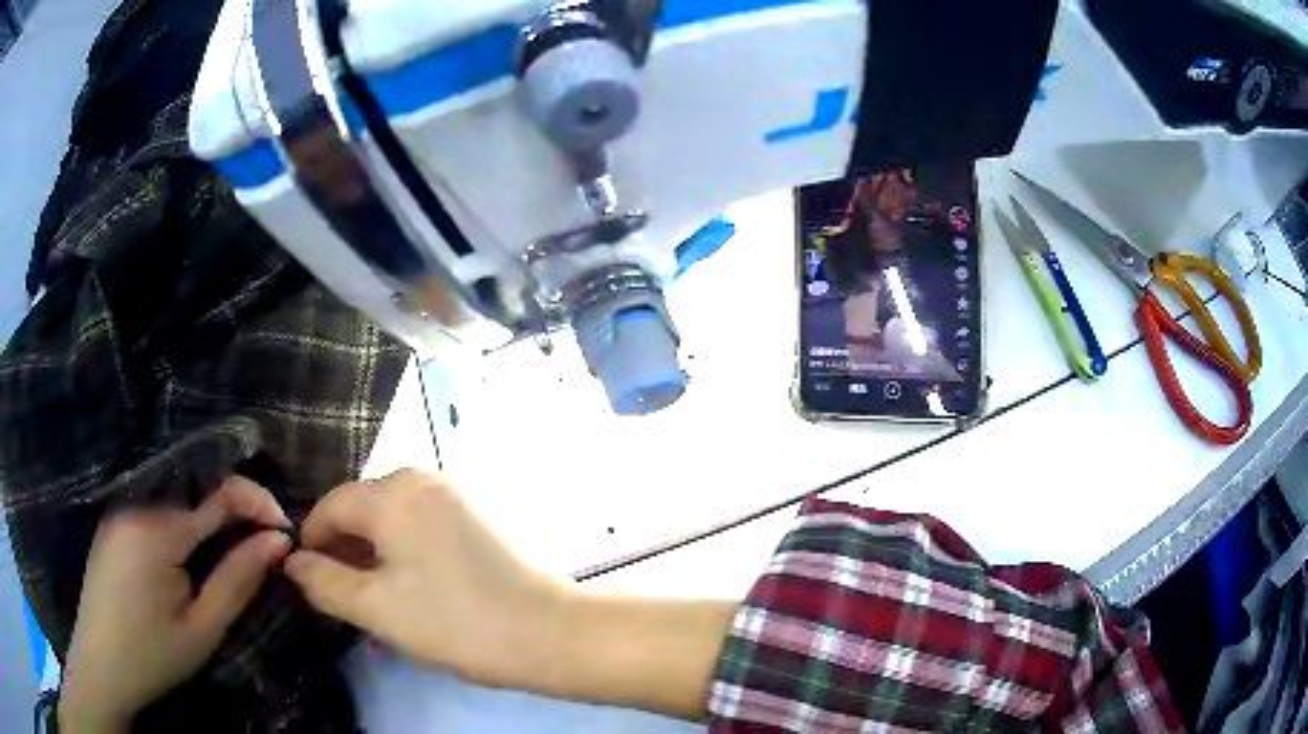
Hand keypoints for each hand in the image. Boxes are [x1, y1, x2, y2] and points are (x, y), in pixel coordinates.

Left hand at [60, 477, 292, 732]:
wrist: (101, 665)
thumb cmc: (153, 657)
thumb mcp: (202, 629)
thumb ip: (238, 580)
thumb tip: (278, 540)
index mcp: (158, 529)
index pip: (218, 494)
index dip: (257, 503)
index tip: (286, 531)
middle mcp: (137, 504)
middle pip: (196, 492)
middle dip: (234, 513)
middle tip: (262, 547)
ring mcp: (120, 509)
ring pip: (176, 501)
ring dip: (208, 520)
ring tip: (231, 554)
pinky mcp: (113, 522)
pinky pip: (155, 511)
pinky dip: (183, 525)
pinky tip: (190, 556)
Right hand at [285, 470, 735, 719]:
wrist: (550, 633)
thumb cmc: (456, 622)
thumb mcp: (376, 608)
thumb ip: (324, 581)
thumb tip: (292, 562)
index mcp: (394, 492)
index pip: (331, 506)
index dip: (311, 540)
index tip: (306, 578)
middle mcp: (425, 480)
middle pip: (362, 509)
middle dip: (343, 548)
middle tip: (339, 595)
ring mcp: (457, 496)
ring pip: (393, 519)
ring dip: (374, 554)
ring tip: (371, 598)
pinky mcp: (479, 517)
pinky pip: (422, 527)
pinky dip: (404, 552)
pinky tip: (409, 588)